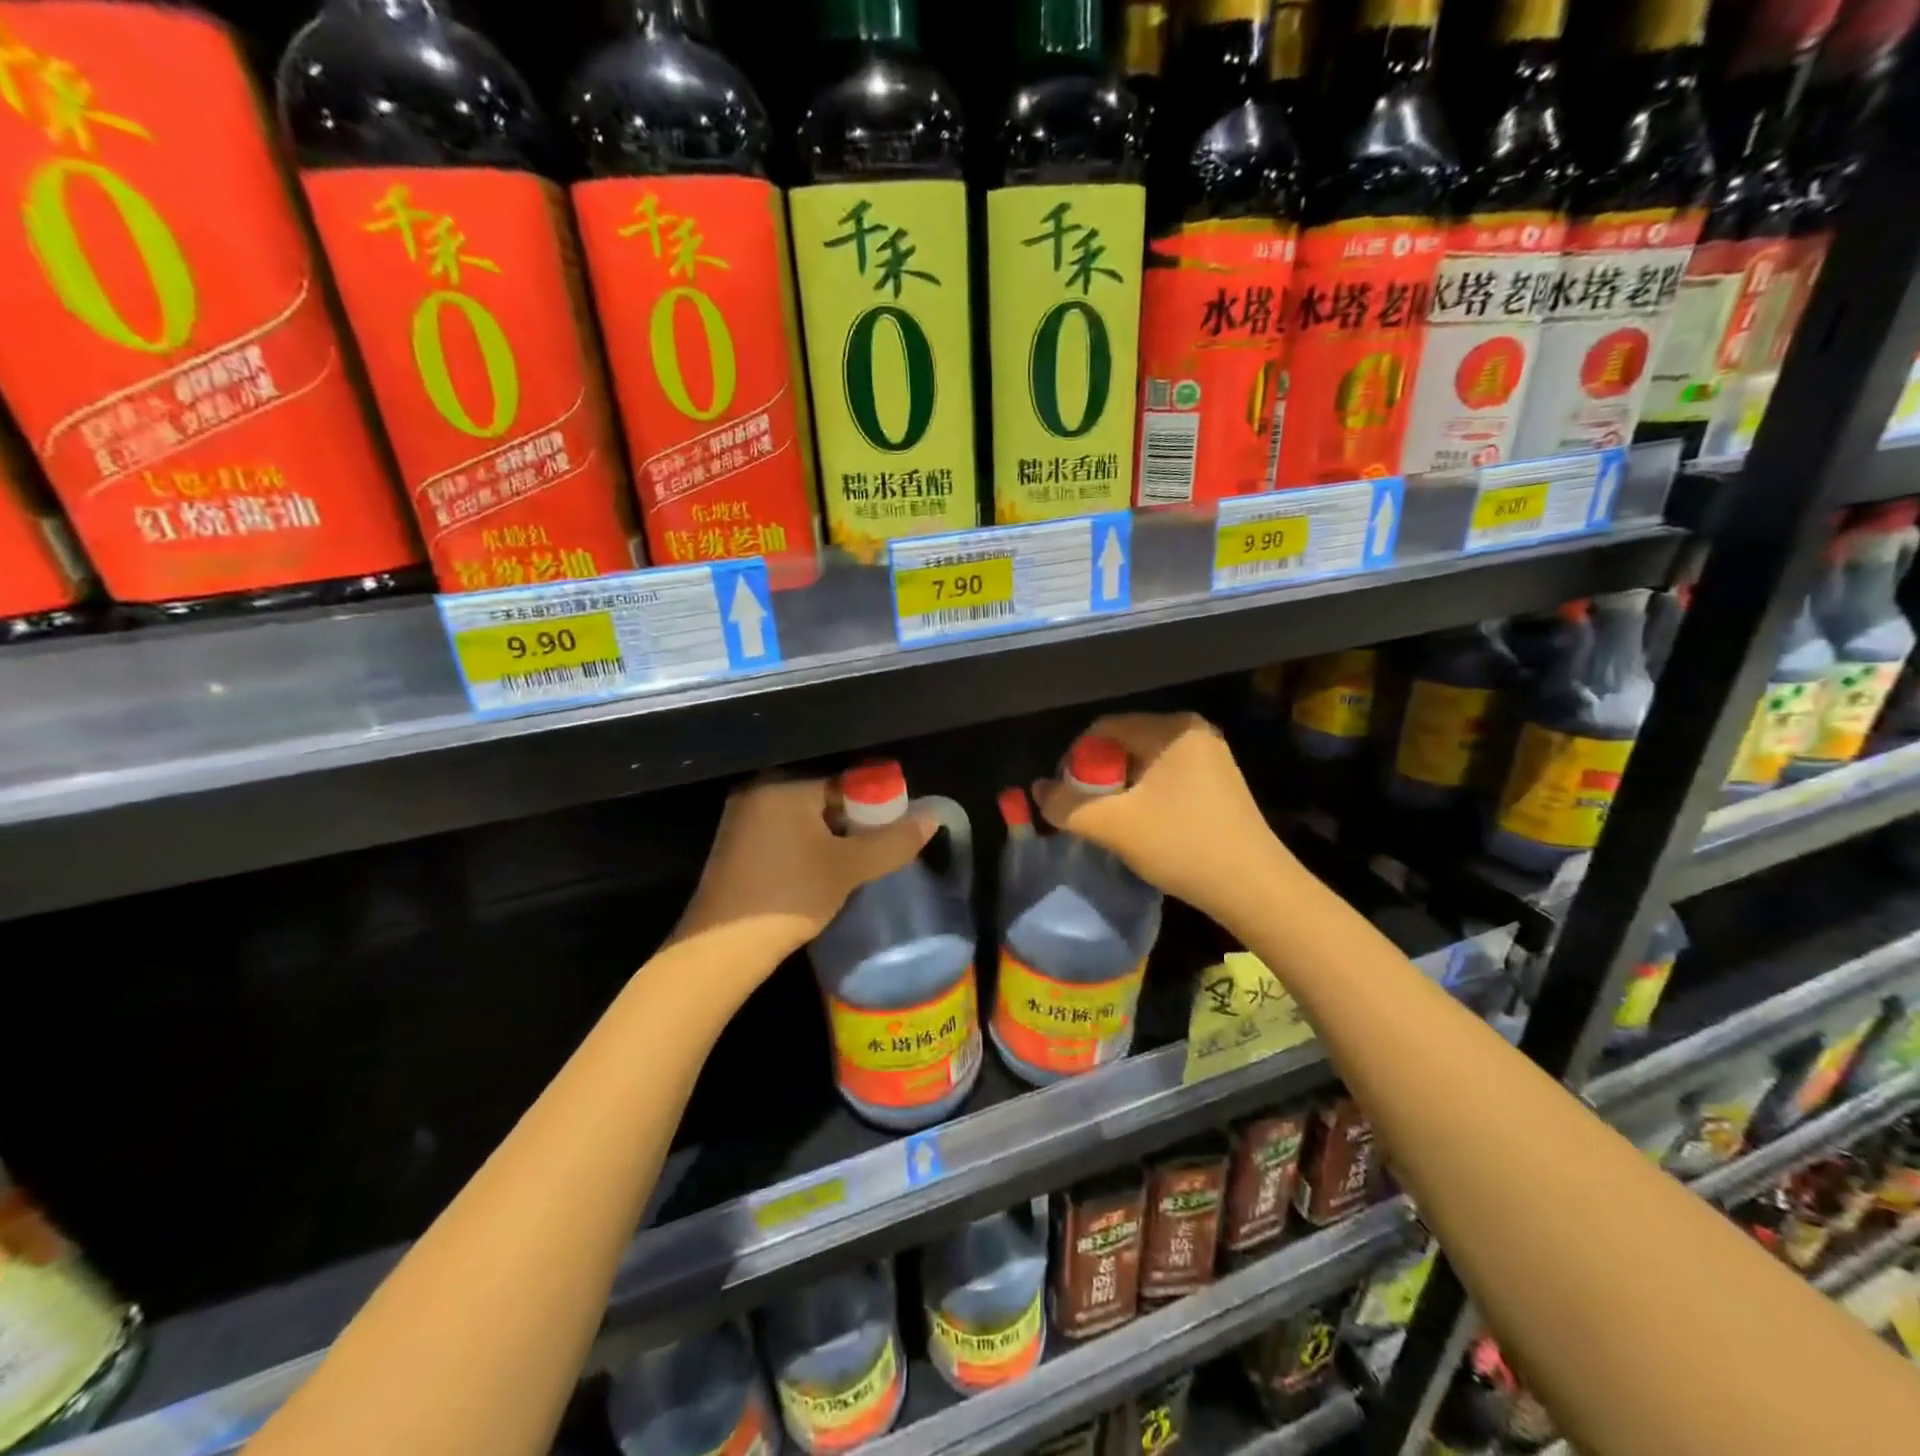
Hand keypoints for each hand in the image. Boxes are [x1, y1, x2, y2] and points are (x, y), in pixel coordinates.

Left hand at [674, 776, 933, 962]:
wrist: (722, 950)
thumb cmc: (789, 896)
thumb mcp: (849, 868)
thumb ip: (892, 841)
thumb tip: (932, 818)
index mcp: (784, 784)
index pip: (846, 781)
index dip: (877, 805)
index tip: (895, 830)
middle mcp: (759, 791)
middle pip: (825, 797)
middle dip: (855, 822)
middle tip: (879, 849)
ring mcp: (743, 818)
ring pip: (806, 818)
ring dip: (832, 837)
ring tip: (855, 863)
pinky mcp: (737, 845)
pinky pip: (785, 833)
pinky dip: (808, 847)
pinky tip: (822, 872)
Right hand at [1032, 713, 1295, 929]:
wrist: (1254, 888)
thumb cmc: (1182, 845)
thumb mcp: (1113, 825)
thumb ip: (1065, 805)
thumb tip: (1036, 790)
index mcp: (1172, 728)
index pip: (1103, 729)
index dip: (1074, 761)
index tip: (1065, 798)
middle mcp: (1192, 732)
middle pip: (1123, 744)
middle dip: (1097, 778)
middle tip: (1086, 814)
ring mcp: (1209, 757)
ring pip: (1143, 765)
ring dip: (1119, 791)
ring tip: (1112, 824)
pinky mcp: (1217, 783)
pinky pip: (1165, 779)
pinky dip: (1144, 798)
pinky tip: (1142, 827)